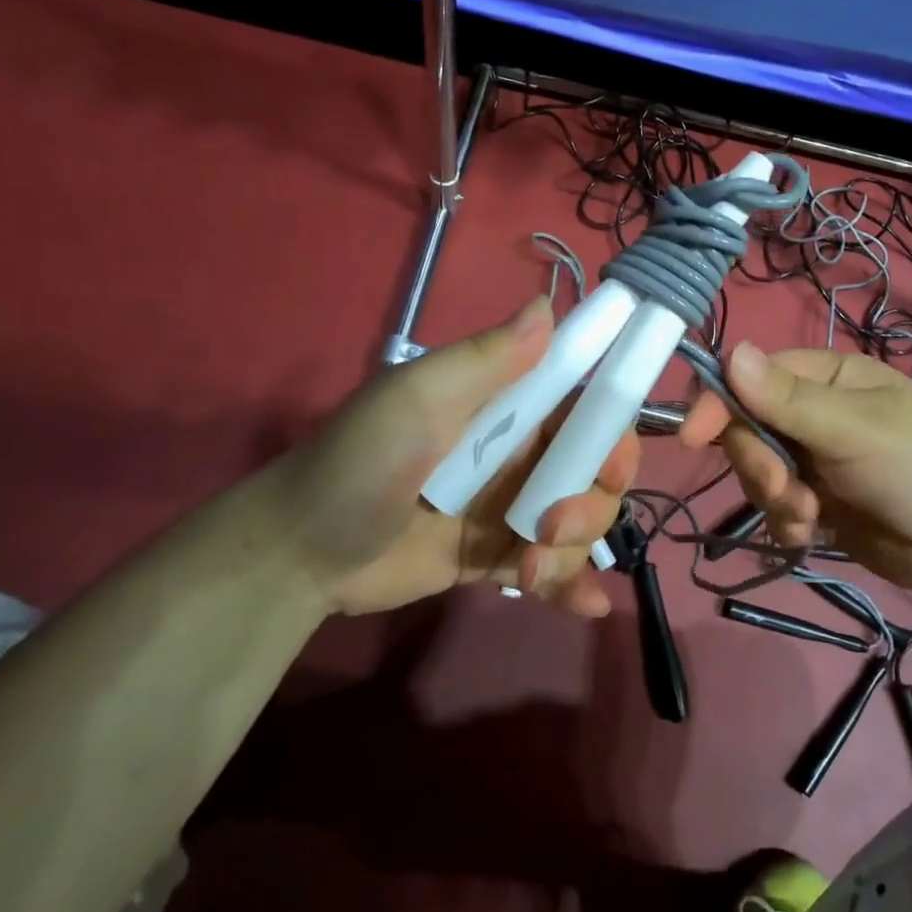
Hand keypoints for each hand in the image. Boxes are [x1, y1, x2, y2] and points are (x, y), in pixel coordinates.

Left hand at [275, 299, 636, 617]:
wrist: (299, 550)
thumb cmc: (362, 461)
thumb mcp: (419, 399)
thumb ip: (487, 359)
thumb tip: (547, 305)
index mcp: (508, 408)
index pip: (585, 411)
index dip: (612, 434)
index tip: (612, 464)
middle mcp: (519, 455)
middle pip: (593, 474)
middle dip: (590, 504)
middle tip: (550, 525)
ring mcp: (509, 509)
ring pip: (578, 526)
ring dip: (570, 551)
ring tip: (529, 569)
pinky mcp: (494, 557)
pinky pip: (550, 568)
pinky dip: (572, 586)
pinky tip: (588, 606)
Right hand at [680, 343, 911, 593]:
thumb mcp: (853, 430)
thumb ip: (787, 398)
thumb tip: (729, 350)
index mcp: (828, 377)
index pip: (753, 377)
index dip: (721, 404)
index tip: (694, 438)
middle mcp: (816, 412)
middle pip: (749, 428)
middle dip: (759, 464)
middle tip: (784, 490)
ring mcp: (816, 457)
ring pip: (758, 469)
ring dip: (774, 497)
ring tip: (809, 517)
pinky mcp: (817, 500)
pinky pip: (776, 504)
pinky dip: (786, 521)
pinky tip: (812, 533)